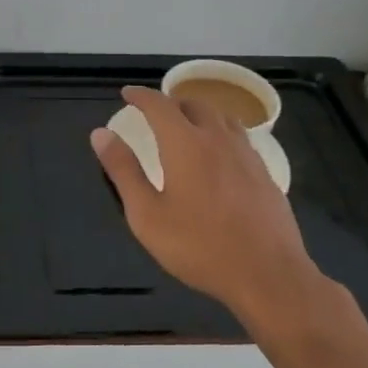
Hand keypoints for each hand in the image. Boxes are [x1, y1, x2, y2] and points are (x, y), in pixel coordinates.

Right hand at [90, 87, 339, 330]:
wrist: (267, 274)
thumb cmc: (198, 246)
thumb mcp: (147, 215)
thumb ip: (123, 171)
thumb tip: (100, 134)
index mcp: (185, 144)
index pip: (160, 105)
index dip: (141, 96)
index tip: (127, 93)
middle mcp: (218, 139)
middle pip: (194, 104)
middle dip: (171, 101)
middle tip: (155, 111)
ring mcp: (246, 154)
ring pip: (221, 117)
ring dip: (199, 112)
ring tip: (187, 124)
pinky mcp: (265, 172)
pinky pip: (239, 137)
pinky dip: (221, 131)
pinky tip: (218, 153)